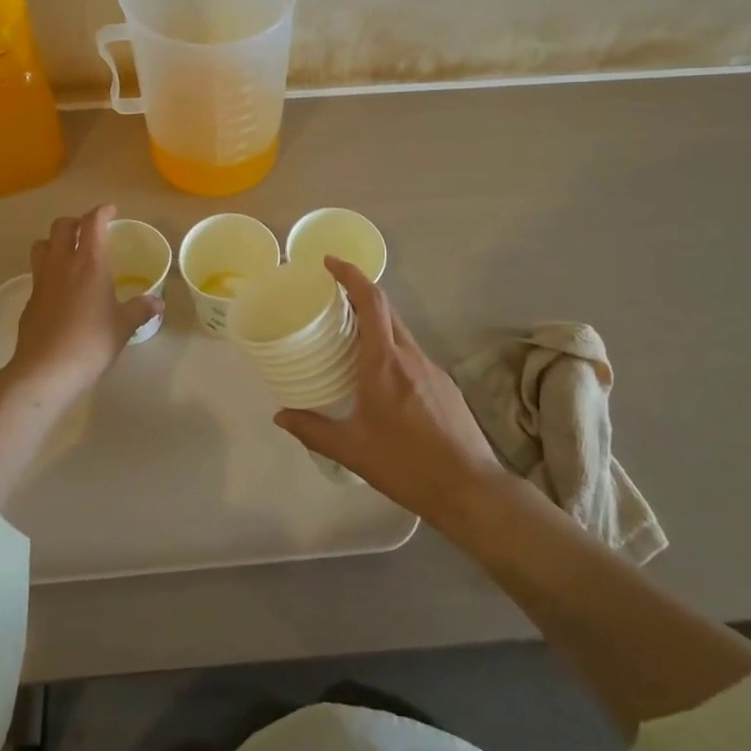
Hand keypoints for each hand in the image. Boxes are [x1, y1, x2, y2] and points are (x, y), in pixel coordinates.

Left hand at [7, 205, 161, 394]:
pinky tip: (61, 288)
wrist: (45, 370)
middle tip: (89, 231)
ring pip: (42, 245)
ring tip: (69, 253)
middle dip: (75, 222)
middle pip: (61, 226)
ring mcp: (41, 280)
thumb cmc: (91, 342)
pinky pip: (38, 272)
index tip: (111, 211)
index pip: (92, 223)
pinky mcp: (30, 299)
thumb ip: (140, 309)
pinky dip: (49, 269)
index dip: (102, 212)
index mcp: (89, 262)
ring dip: (55, 241)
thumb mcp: (123, 326)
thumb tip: (158, 302)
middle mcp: (62, 263)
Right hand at [275, 258, 508, 525]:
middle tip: (331, 298)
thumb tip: (280, 416)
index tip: (330, 262)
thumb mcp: (352, 450)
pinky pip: (412, 353)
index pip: (371, 301)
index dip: (351, 274)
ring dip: (376, 324)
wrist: (470, 488)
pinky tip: (381, 377)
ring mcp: (432, 368)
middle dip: (359, 294)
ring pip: (400, 332)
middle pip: (386, 309)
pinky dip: (391, 348)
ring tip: (350, 338)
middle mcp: (410, 355)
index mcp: (384, 362)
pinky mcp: (445, 384)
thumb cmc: (405, 464)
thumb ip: (312, 430)